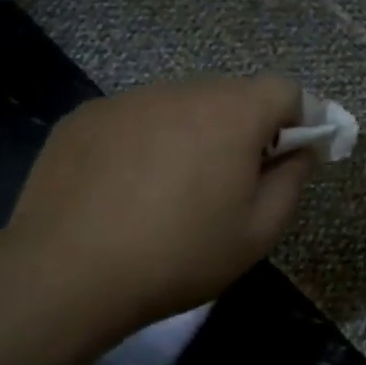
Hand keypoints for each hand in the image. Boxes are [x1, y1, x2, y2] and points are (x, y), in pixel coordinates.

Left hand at [0, 76, 315, 347]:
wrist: (65, 275)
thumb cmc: (178, 255)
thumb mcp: (257, 233)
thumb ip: (292, 181)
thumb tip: (300, 150)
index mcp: (233, 113)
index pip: (285, 90)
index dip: (297, 119)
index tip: (285, 159)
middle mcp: (183, 90)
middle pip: (232, 94)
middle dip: (243, 128)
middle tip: (228, 182)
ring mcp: (130, 99)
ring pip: (182, 104)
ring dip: (192, 132)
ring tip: (170, 189)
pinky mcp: (87, 115)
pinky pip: (136, 118)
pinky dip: (145, 141)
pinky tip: (124, 188)